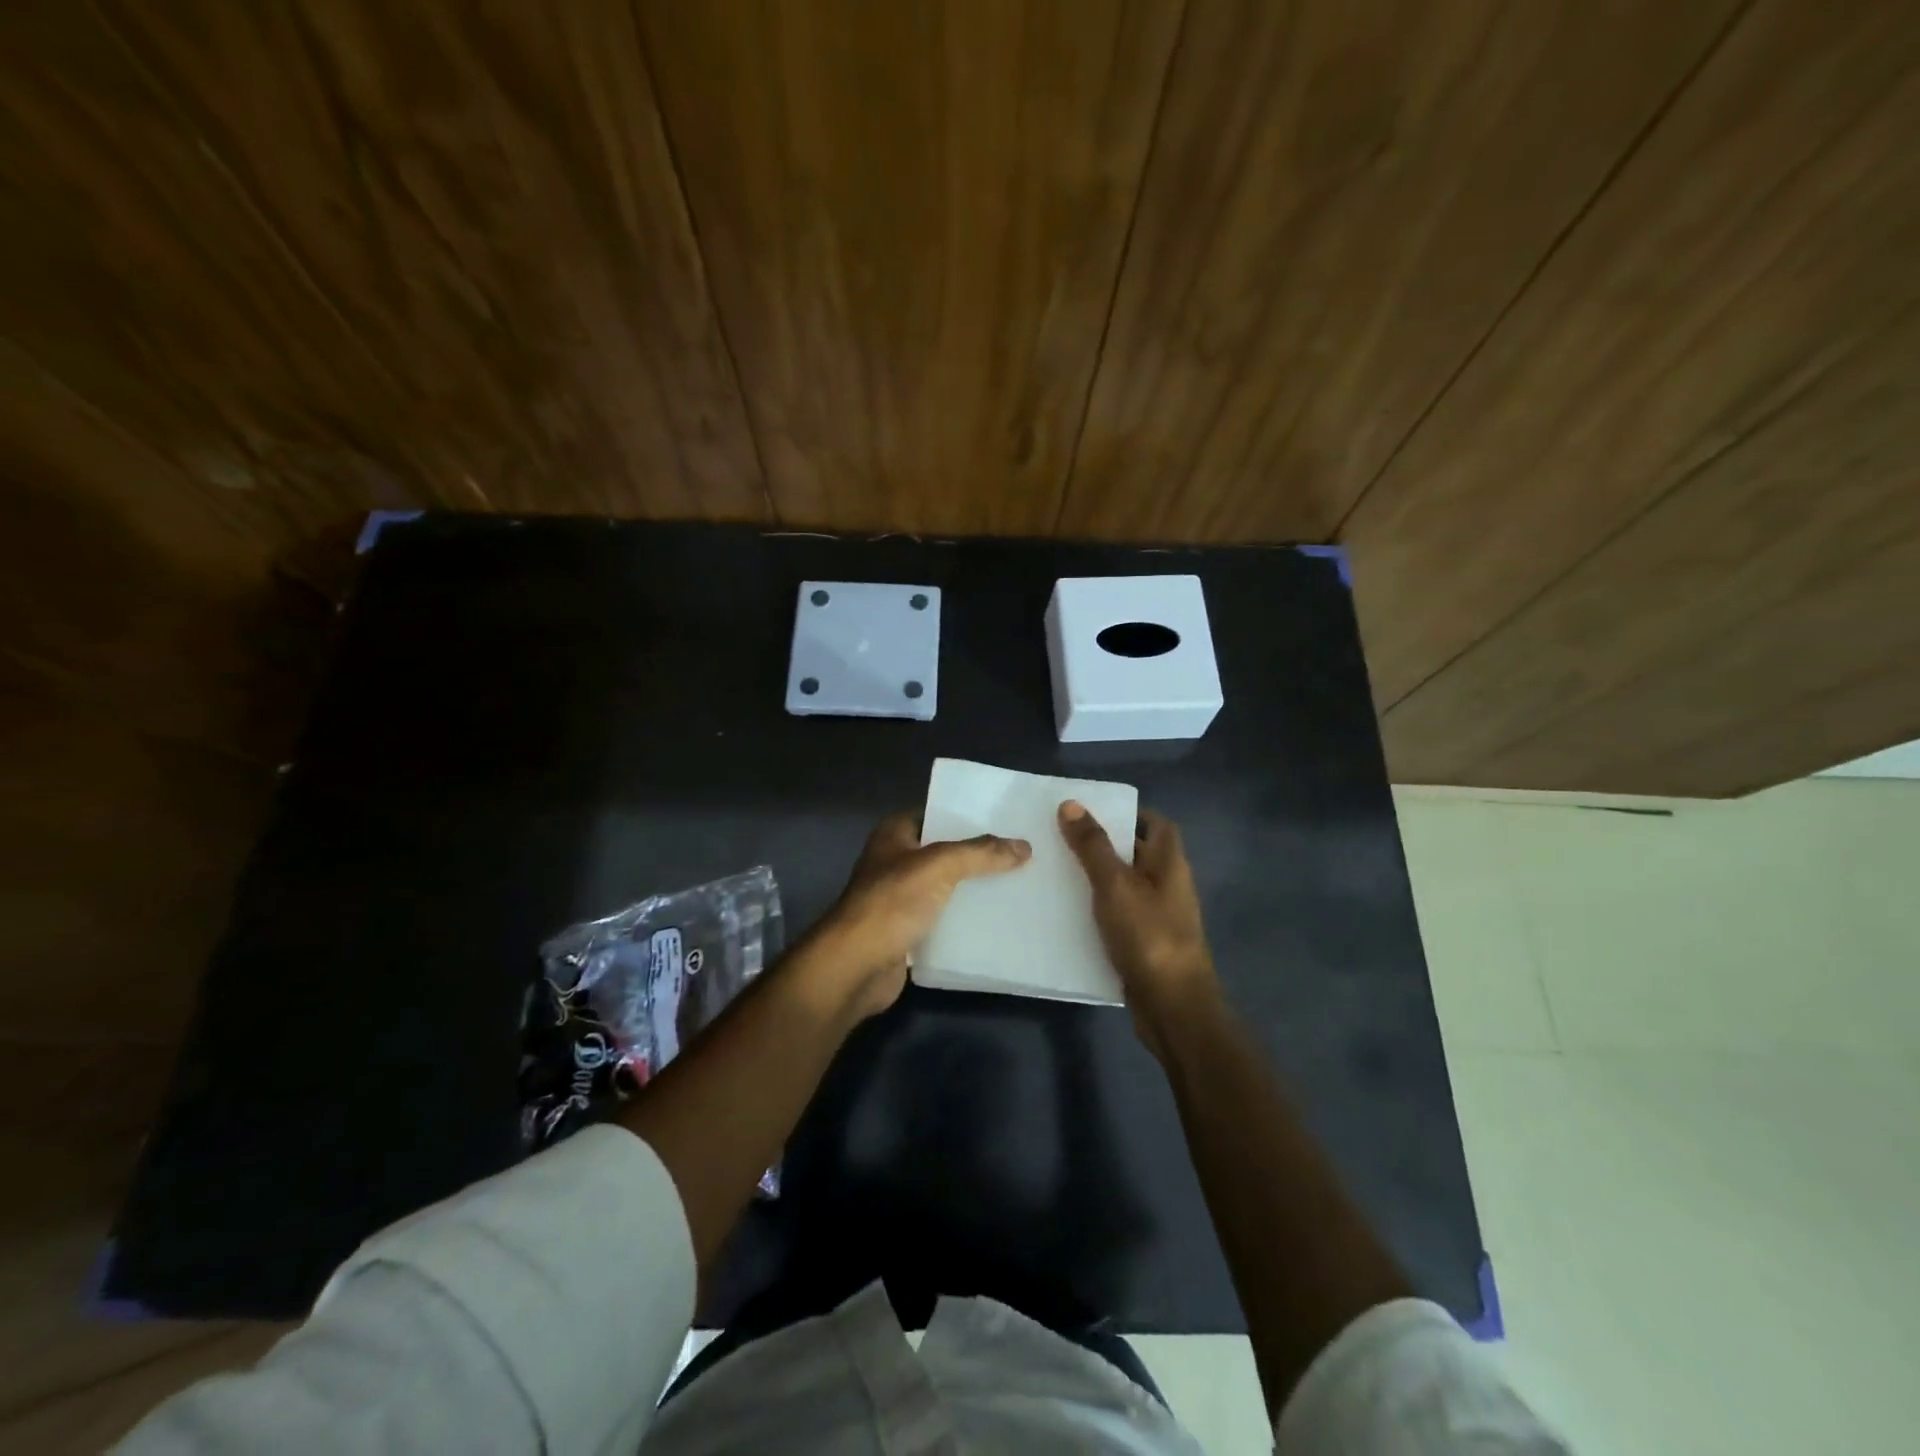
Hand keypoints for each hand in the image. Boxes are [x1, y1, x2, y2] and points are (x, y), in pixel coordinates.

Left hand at [801, 812, 1031, 1021]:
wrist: (855, 966)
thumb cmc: (891, 903)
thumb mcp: (939, 866)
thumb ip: (981, 853)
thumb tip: (1024, 846)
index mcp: (894, 834)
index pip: (934, 813)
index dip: (966, 814)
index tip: (1004, 819)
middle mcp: (894, 861)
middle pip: (944, 851)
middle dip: (977, 854)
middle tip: (1020, 853)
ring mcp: (899, 898)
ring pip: (945, 887)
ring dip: (973, 888)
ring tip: (1017, 884)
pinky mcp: (906, 932)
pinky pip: (943, 919)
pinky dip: (964, 920)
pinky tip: (996, 921)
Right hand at [1058, 800, 1219, 1058]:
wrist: (1172, 1007)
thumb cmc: (1149, 936)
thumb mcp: (1115, 884)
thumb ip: (1093, 846)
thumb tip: (1071, 804)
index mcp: (1169, 863)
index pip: (1156, 823)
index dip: (1129, 813)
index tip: (1092, 810)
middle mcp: (1168, 885)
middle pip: (1137, 853)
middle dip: (1104, 844)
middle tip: (1061, 837)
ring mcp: (1158, 917)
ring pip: (1125, 886)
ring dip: (1097, 878)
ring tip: (1056, 870)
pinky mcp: (1145, 944)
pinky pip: (1119, 916)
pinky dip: (1098, 910)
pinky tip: (1068, 912)